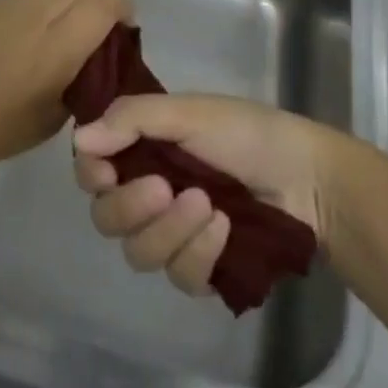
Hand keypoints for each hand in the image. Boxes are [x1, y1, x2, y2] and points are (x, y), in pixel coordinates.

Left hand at [0, 0, 130, 182]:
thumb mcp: (52, 119)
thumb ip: (85, 81)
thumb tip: (101, 59)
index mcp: (54, 46)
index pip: (105, 2)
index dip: (124, 10)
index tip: (125, 33)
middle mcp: (36, 11)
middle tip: (105, 28)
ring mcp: (10, 0)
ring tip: (72, 28)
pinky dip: (51, 0)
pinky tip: (37, 32)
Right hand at [72, 94, 334, 296]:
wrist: (307, 179)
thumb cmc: (246, 132)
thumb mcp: (189, 112)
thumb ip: (133, 120)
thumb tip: (80, 138)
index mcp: (142, 148)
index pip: (92, 167)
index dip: (91, 172)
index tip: (105, 170)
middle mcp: (149, 190)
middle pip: (106, 217)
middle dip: (131, 206)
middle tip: (164, 188)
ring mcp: (173, 233)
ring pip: (139, 253)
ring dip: (170, 230)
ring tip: (208, 205)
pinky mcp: (200, 267)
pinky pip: (179, 275)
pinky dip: (200, 252)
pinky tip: (225, 228)